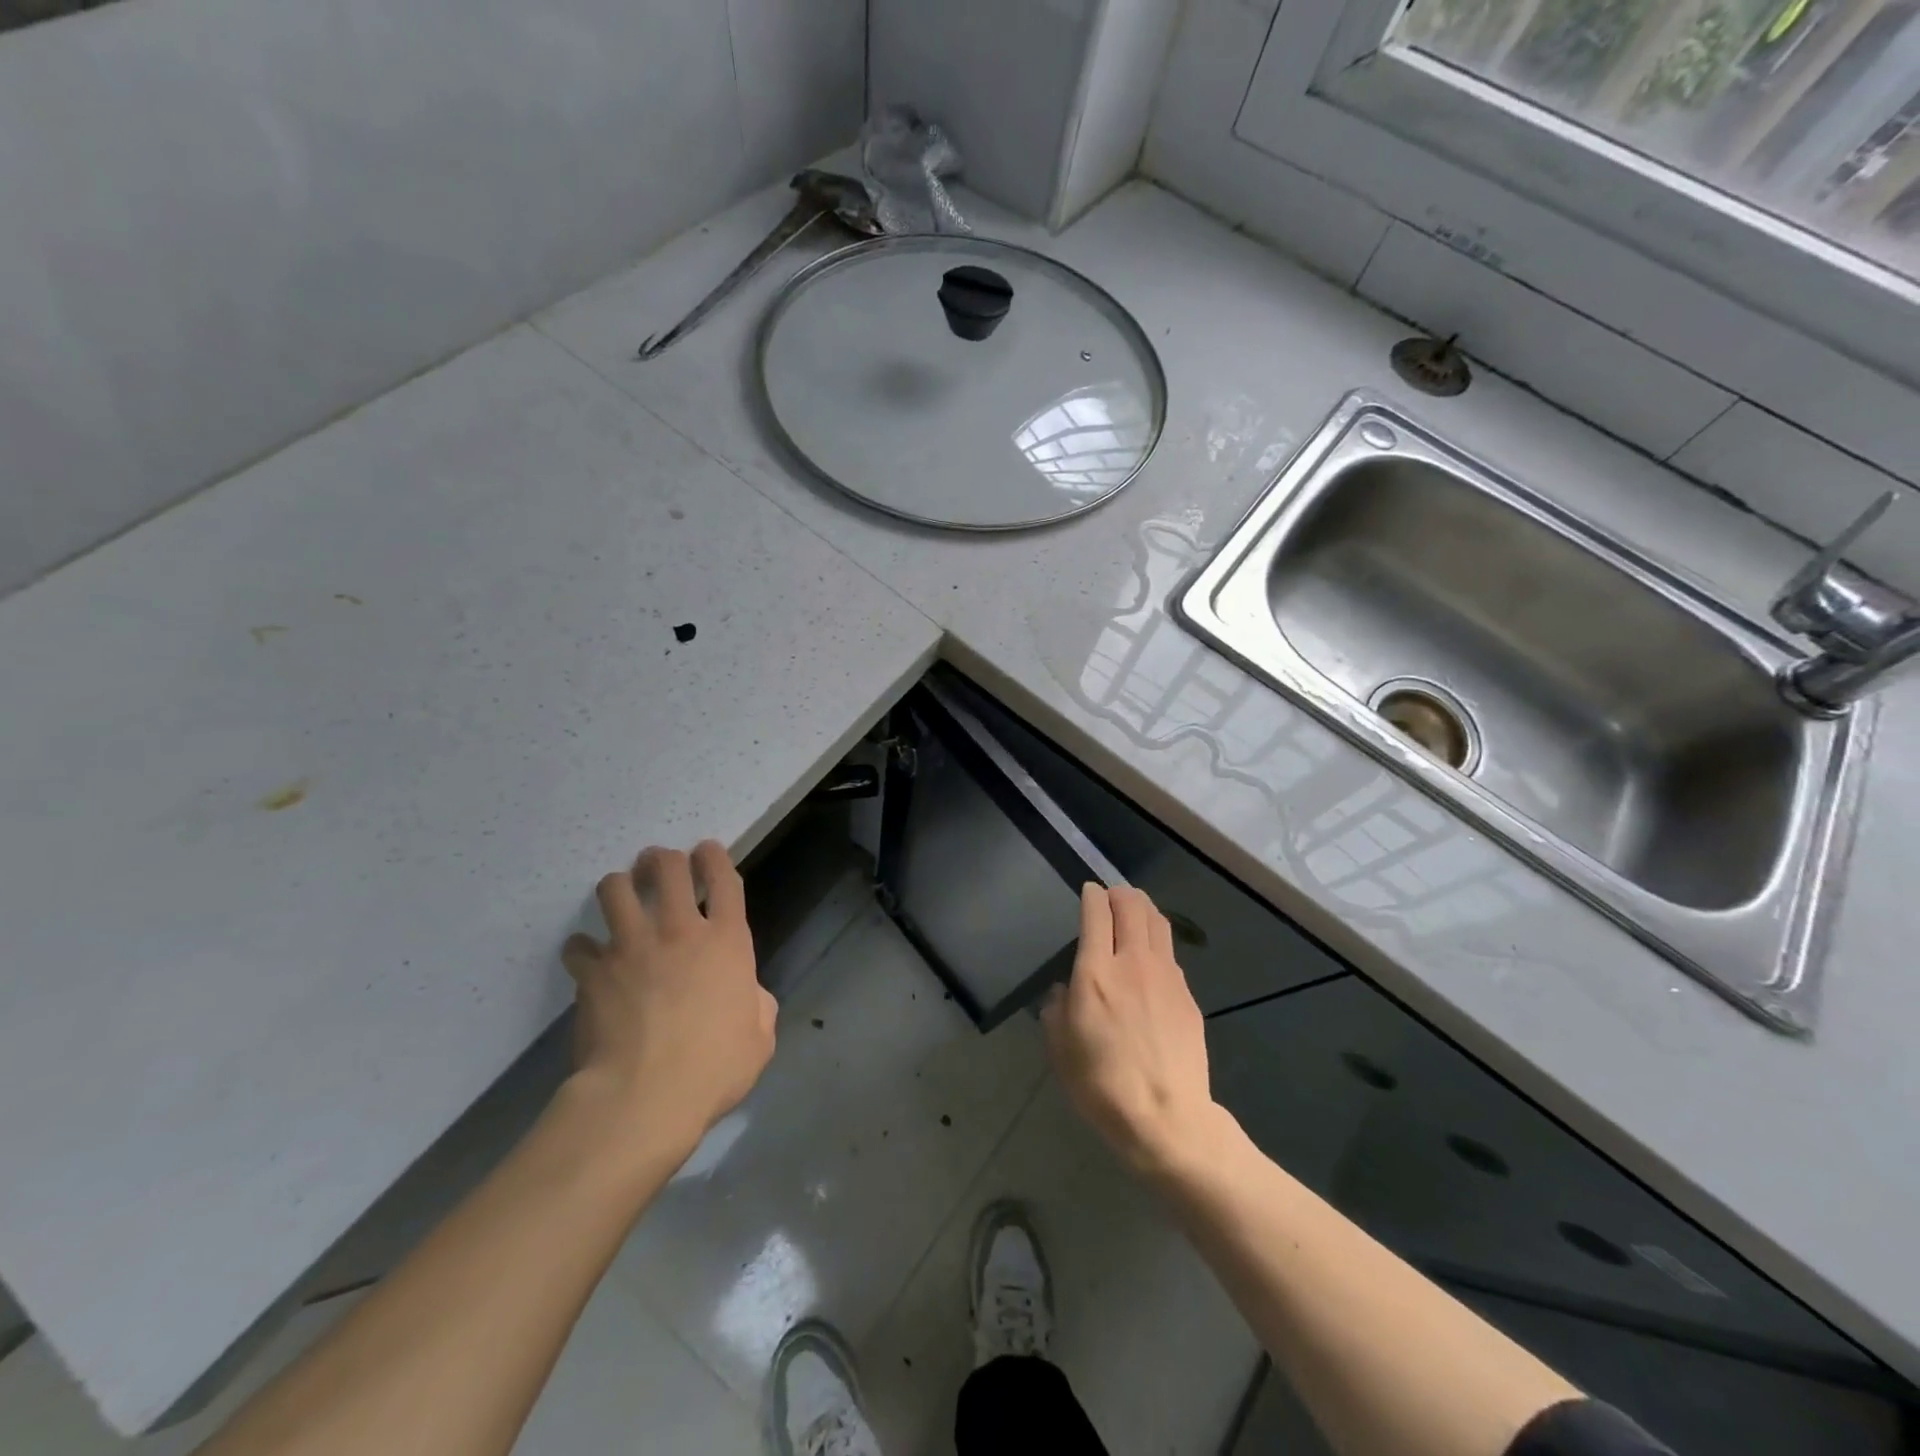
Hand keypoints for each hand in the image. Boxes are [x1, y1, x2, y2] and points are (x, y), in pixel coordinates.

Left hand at [561, 842, 775, 1156]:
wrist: (644, 1097)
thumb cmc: (713, 1068)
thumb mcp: (760, 1038)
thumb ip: (756, 1005)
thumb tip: (746, 994)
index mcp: (726, 942)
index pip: (724, 878)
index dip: (715, 857)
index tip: (706, 850)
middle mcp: (679, 931)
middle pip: (667, 867)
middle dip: (662, 859)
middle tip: (657, 864)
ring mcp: (631, 947)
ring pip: (615, 889)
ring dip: (618, 886)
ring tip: (620, 894)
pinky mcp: (592, 972)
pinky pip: (578, 946)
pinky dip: (582, 949)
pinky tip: (586, 959)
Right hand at [1042, 884, 1222, 1178]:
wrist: (1167, 1117)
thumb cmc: (1102, 1084)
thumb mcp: (1060, 1049)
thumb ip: (1057, 1009)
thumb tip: (1064, 991)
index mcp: (1096, 972)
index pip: (1097, 913)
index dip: (1092, 895)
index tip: (1088, 891)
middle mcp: (1133, 962)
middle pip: (1132, 906)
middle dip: (1120, 893)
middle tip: (1111, 897)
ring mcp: (1166, 976)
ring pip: (1158, 922)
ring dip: (1143, 909)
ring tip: (1134, 913)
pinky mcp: (1188, 995)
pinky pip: (1170, 954)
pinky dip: (1157, 943)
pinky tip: (1151, 960)